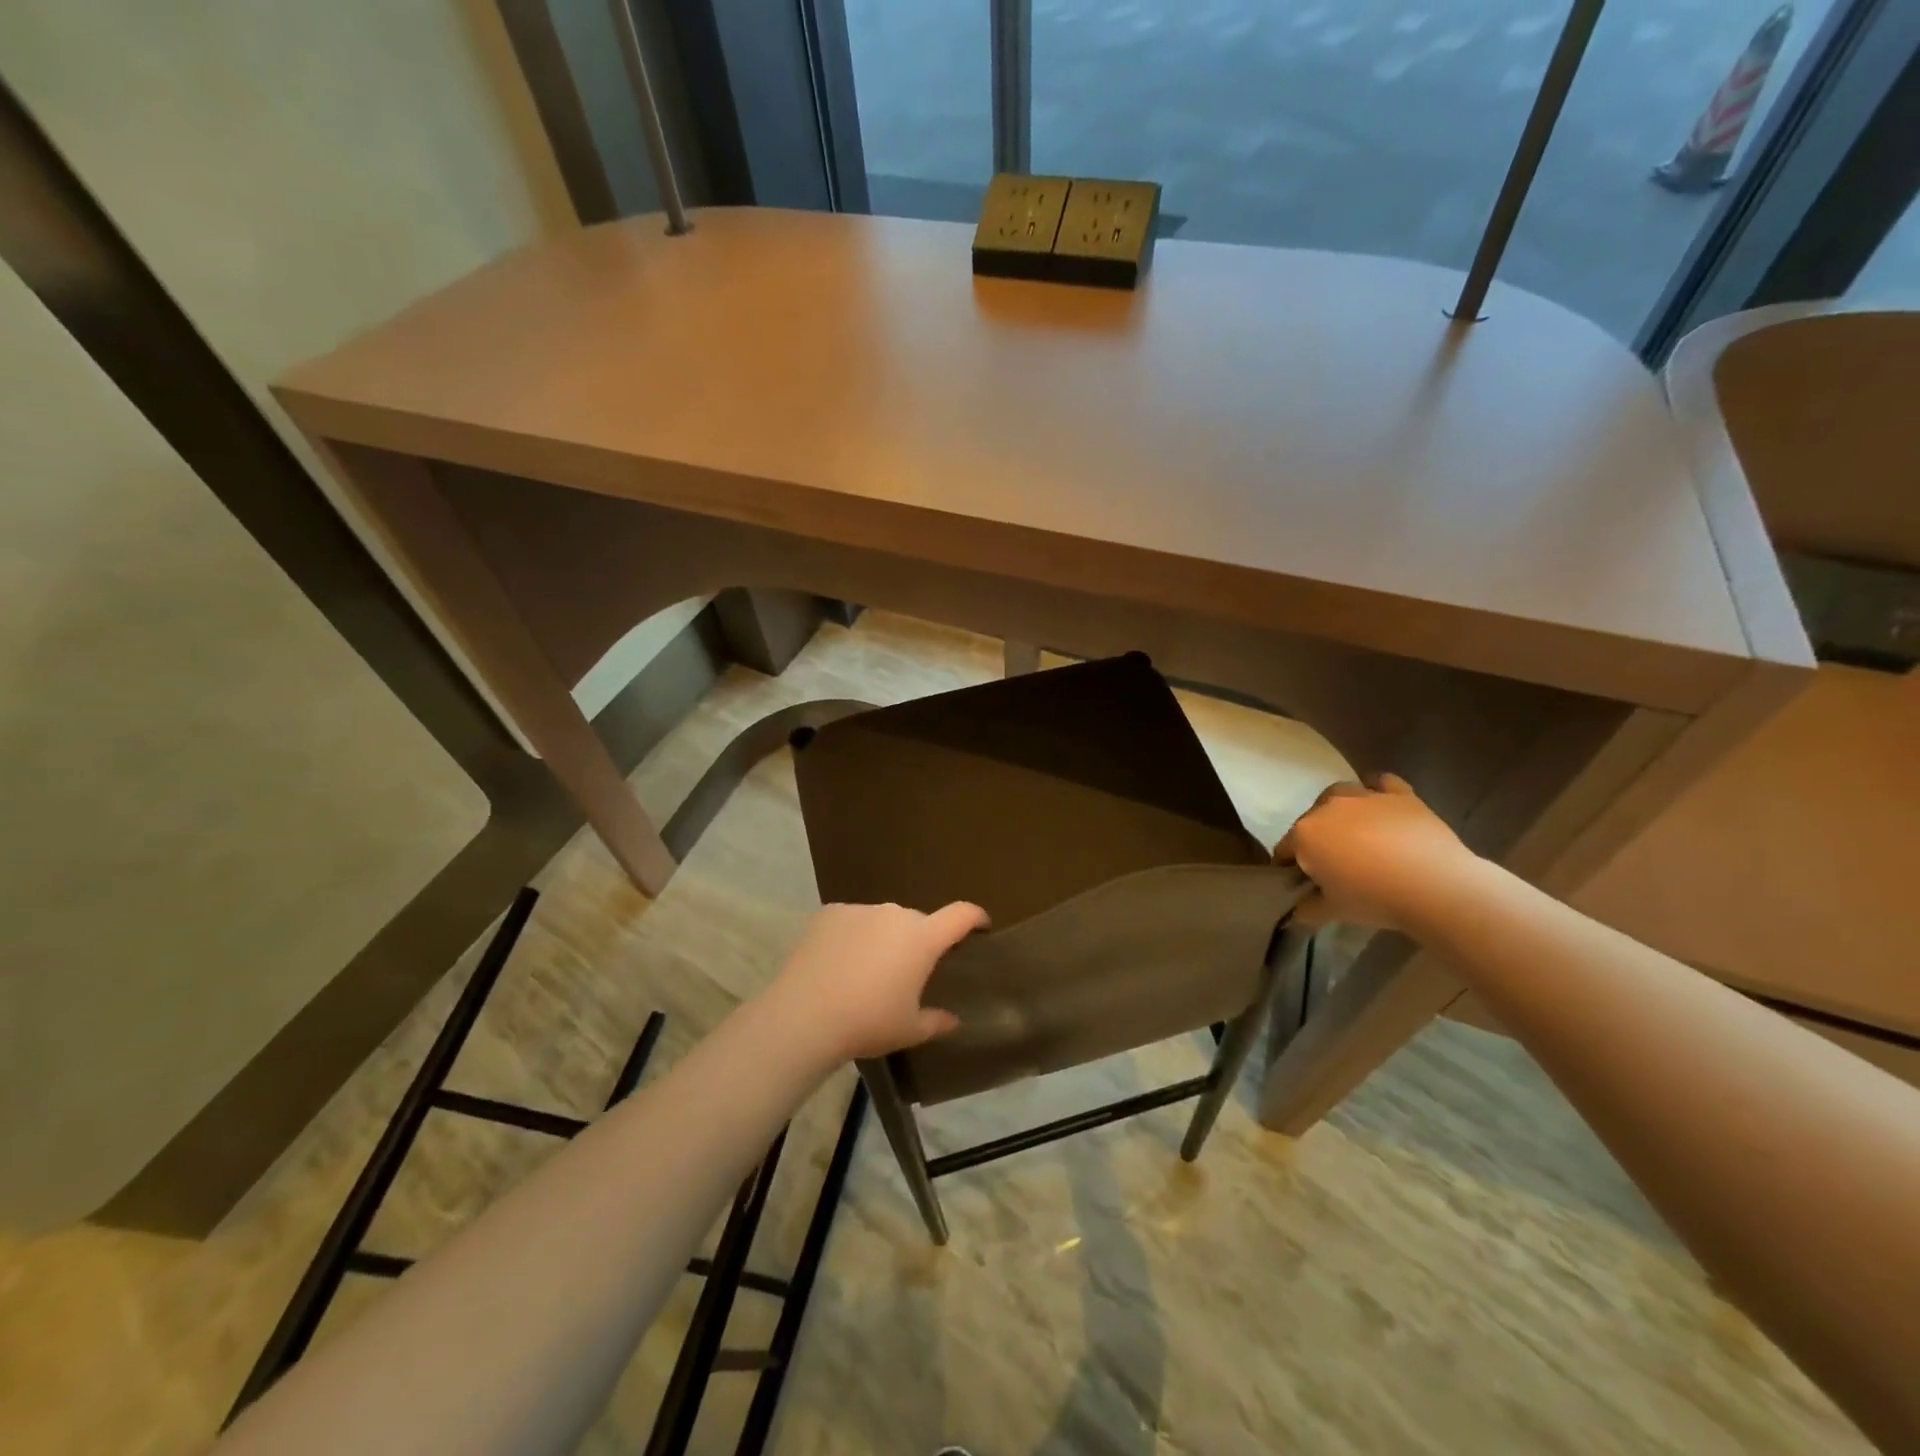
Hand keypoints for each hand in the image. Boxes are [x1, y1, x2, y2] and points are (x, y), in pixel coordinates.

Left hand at [766, 901, 988, 1061]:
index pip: (960, 915)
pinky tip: (838, 963)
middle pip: (918, 922)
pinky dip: (853, 936)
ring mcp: (860, 910)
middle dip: (919, 941)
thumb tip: (953, 1020)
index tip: (981, 924)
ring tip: (867, 971)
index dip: (975, 916)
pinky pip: (852, 921)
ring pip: (882, 921)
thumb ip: (936, 1021)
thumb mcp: (908, 1030)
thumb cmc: (867, 1023)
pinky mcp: (830, 913)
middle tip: (907, 972)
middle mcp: (895, 915)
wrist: (805, 1016)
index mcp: (922, 938)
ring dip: (884, 938)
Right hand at [1273, 773, 1477, 931]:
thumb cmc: (1374, 899)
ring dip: (1340, 810)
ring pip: (1340, 794)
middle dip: (1315, 837)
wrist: (1434, 886)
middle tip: (1332, 862)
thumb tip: (1296, 913)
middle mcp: (1328, 807)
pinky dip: (1377, 790)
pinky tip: (1381, 806)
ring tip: (1354, 831)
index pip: (1285, 848)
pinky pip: (1382, 783)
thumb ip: (1309, 909)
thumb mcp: (1334, 911)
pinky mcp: (1399, 795)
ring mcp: (1364, 797)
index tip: (1300, 881)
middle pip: (1311, 819)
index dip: (1289, 865)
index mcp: (1305, 834)